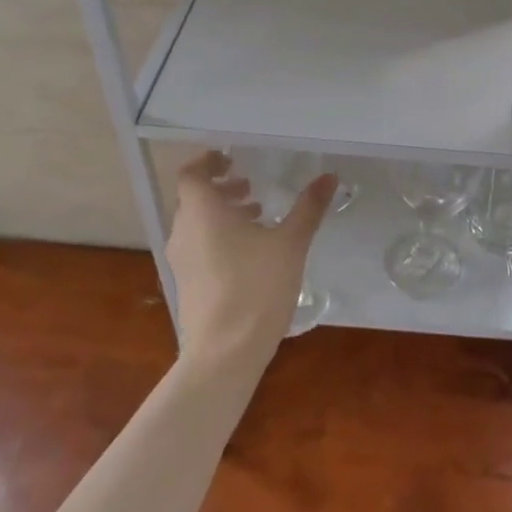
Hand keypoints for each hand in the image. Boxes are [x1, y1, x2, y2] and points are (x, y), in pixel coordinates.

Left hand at [165, 151, 335, 374]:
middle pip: (194, 198)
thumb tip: (329, 176)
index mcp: (202, 212)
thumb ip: (308, 208)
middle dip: (221, 188)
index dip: (208, 161)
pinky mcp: (187, 283)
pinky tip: (250, 252)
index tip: (231, 159)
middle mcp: (184, 231)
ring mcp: (182, 260)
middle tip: (251, 188)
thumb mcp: (290, 243)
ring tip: (256, 216)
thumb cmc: (257, 288)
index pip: (191, 173)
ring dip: (222, 213)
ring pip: (197, 223)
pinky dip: (218, 236)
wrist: (225, 352)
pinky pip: (199, 246)